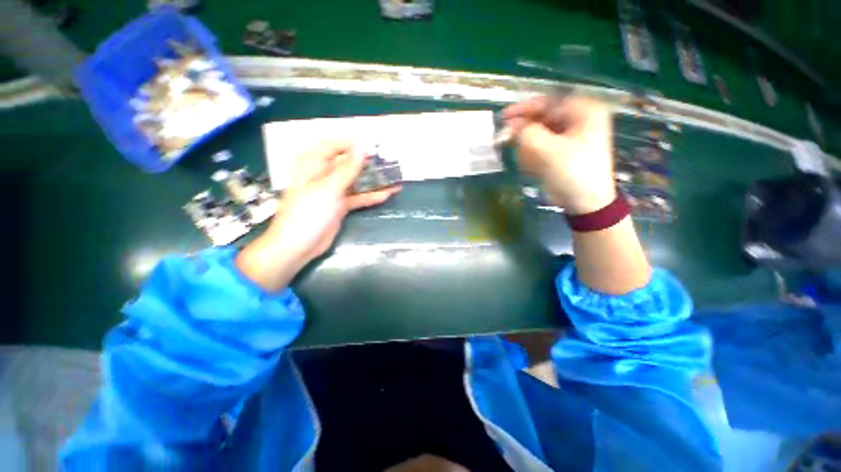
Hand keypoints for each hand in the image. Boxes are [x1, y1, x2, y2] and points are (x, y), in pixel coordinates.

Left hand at [236, 141, 400, 291]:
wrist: (299, 245)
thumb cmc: (309, 212)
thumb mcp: (329, 188)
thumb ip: (347, 169)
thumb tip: (362, 148)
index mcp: (312, 164)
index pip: (333, 146)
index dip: (352, 145)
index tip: (373, 149)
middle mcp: (323, 175)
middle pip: (347, 164)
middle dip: (367, 164)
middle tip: (389, 163)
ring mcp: (333, 191)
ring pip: (355, 181)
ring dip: (373, 180)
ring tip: (393, 177)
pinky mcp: (340, 205)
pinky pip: (358, 197)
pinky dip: (371, 196)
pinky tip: (387, 194)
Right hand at [503, 96, 615, 214]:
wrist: (586, 201)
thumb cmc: (573, 172)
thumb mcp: (548, 150)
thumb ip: (527, 133)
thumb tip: (512, 126)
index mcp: (584, 111)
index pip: (548, 102)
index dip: (524, 109)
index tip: (504, 117)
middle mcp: (579, 119)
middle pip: (543, 118)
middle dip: (526, 132)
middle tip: (507, 139)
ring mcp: (571, 136)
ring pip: (540, 134)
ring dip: (529, 147)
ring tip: (528, 162)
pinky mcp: (563, 151)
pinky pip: (542, 147)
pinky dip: (534, 155)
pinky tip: (533, 167)